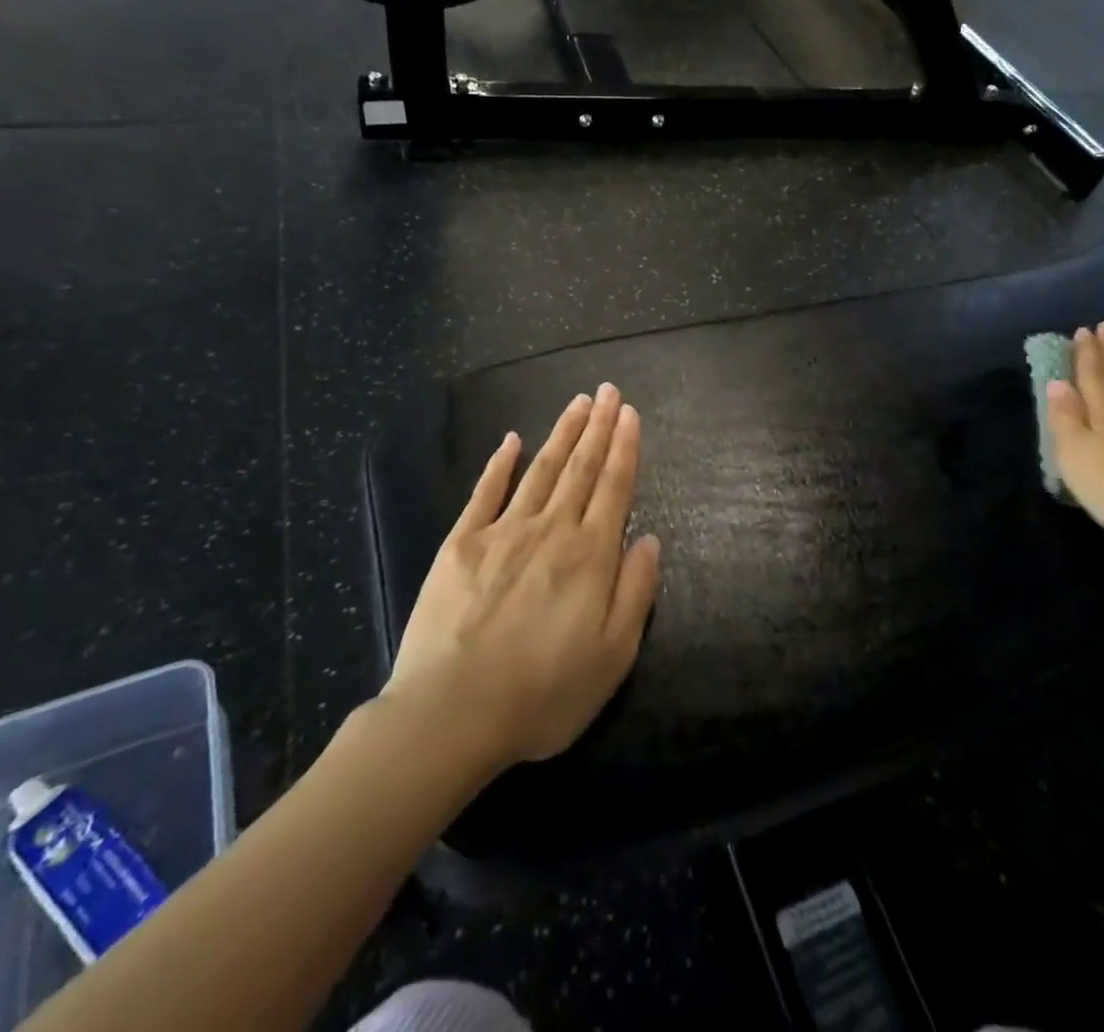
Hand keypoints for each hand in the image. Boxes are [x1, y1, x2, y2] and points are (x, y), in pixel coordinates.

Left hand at [383, 385, 661, 768]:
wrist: (453, 712)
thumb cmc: (544, 692)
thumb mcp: (612, 656)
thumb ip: (636, 592)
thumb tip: (649, 539)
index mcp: (590, 556)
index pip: (614, 487)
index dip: (625, 448)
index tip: (630, 414)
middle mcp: (551, 530)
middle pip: (581, 468)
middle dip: (598, 427)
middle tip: (609, 391)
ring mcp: (503, 532)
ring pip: (541, 470)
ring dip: (562, 434)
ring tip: (578, 403)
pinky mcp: (461, 544)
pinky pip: (485, 492)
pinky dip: (500, 463)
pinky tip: (511, 439)